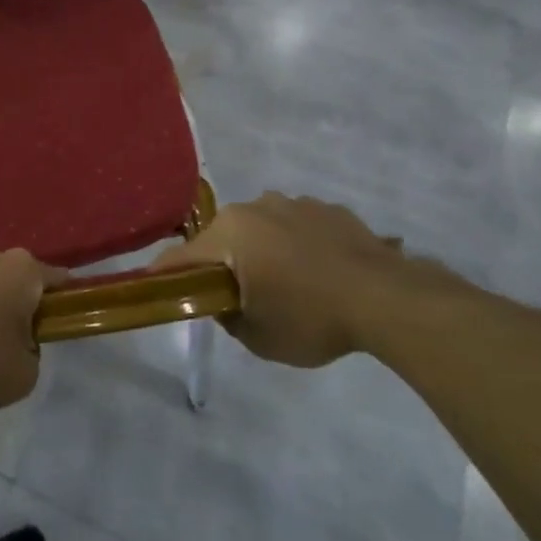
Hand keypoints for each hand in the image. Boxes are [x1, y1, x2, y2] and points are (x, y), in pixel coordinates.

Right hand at [152, 193, 434, 367]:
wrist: (387, 299)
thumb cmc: (311, 318)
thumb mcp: (257, 336)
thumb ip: (228, 316)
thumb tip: (224, 302)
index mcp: (230, 233)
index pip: (182, 256)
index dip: (164, 274)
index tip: (153, 286)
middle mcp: (255, 207)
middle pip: (223, 237)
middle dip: (223, 262)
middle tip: (237, 295)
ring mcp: (295, 203)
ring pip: (262, 228)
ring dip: (263, 250)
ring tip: (287, 284)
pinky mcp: (329, 208)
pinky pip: (298, 227)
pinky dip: (298, 245)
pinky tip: (320, 273)